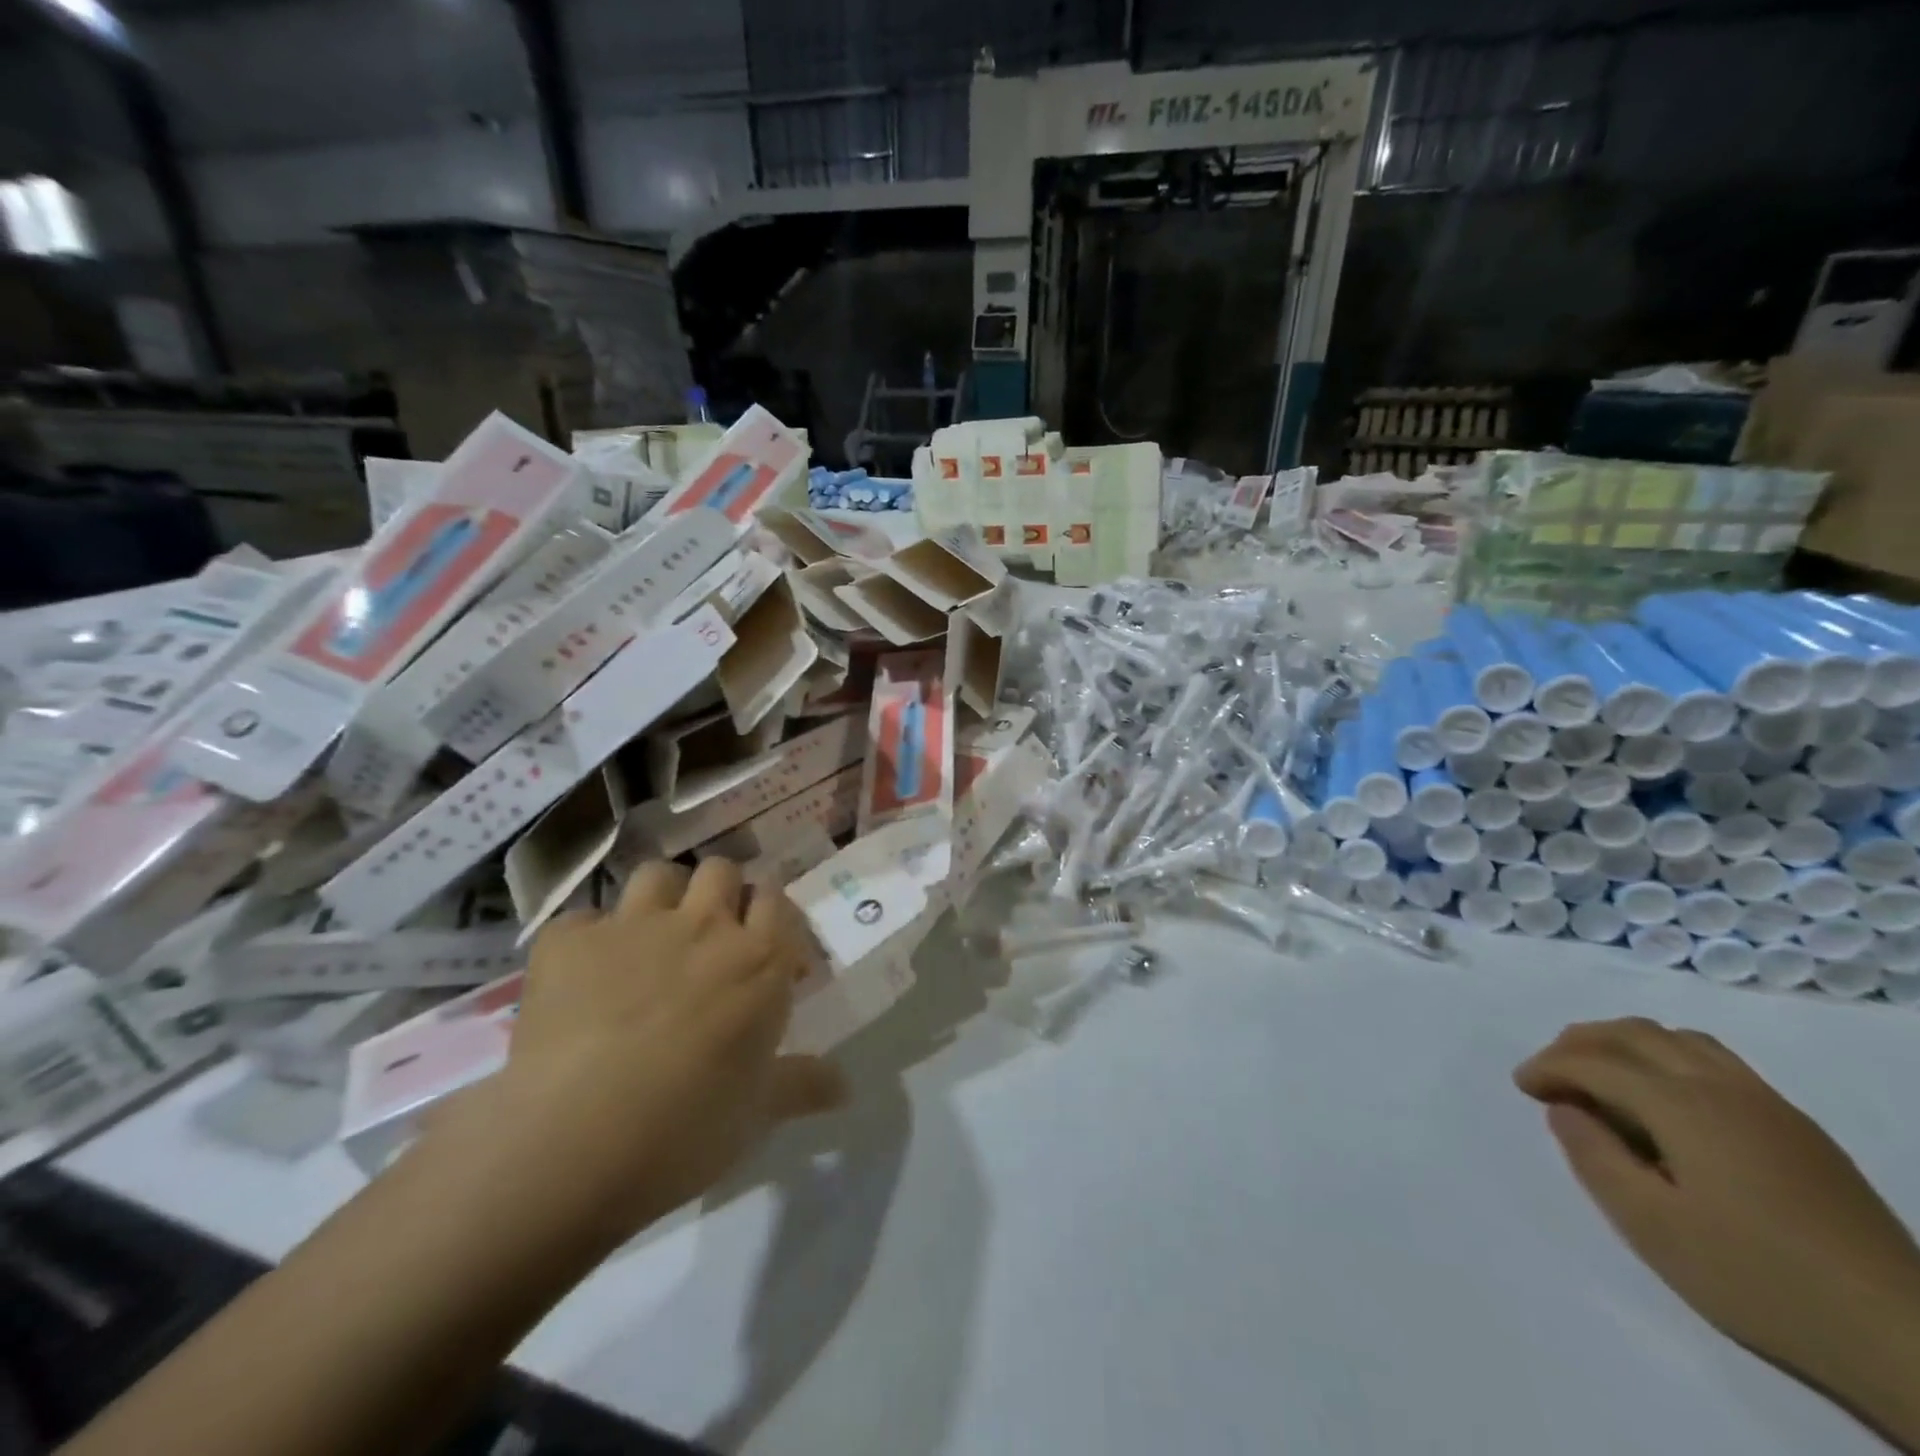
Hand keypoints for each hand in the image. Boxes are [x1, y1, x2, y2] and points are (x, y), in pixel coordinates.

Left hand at [425, 858, 846, 1253]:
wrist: (572, 1141)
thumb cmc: (687, 1129)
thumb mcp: (757, 1115)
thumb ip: (802, 1086)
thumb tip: (844, 1087)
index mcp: (759, 959)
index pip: (777, 901)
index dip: (770, 918)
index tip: (765, 952)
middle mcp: (702, 925)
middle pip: (721, 870)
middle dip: (720, 894)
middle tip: (709, 939)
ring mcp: (633, 925)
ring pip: (657, 874)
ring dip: (660, 898)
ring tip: (650, 939)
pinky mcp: (568, 941)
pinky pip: (582, 919)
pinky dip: (586, 940)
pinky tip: (580, 977)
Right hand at [1516, 1018, 1919, 1443]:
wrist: (1904, 1338)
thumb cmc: (1758, 1279)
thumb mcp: (1652, 1227)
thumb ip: (1594, 1157)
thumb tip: (1566, 1109)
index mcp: (1683, 1105)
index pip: (1594, 1062)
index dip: (1547, 1067)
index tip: (1521, 1087)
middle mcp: (1722, 1086)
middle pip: (1633, 1033)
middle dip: (1578, 1043)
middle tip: (1550, 1074)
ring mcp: (1767, 1102)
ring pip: (1676, 1038)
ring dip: (1624, 1043)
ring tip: (1600, 1076)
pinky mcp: (1796, 1125)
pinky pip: (1713, 1059)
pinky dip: (1666, 1056)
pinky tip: (1664, 1098)